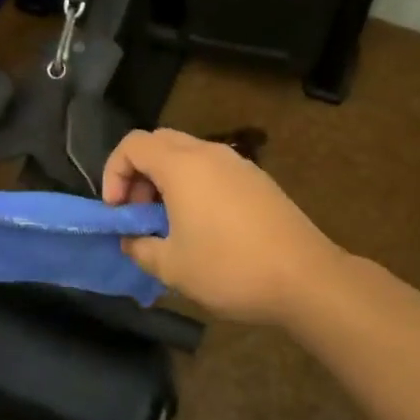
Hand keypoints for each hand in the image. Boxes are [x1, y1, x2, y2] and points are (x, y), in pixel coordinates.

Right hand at [102, 128, 341, 326]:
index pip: (133, 145)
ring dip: (166, 180)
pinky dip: (193, 186)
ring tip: (168, 224)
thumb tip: (131, 240)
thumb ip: (140, 248)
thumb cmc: (230, 268)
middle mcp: (209, 153)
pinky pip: (212, 169)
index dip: (113, 173)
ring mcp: (238, 164)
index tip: (117, 211)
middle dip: (138, 173)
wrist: (306, 277)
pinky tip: (202, 226)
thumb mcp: (172, 267)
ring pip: (187, 155)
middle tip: (139, 213)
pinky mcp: (257, 180)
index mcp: (182, 165)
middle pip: (159, 142)